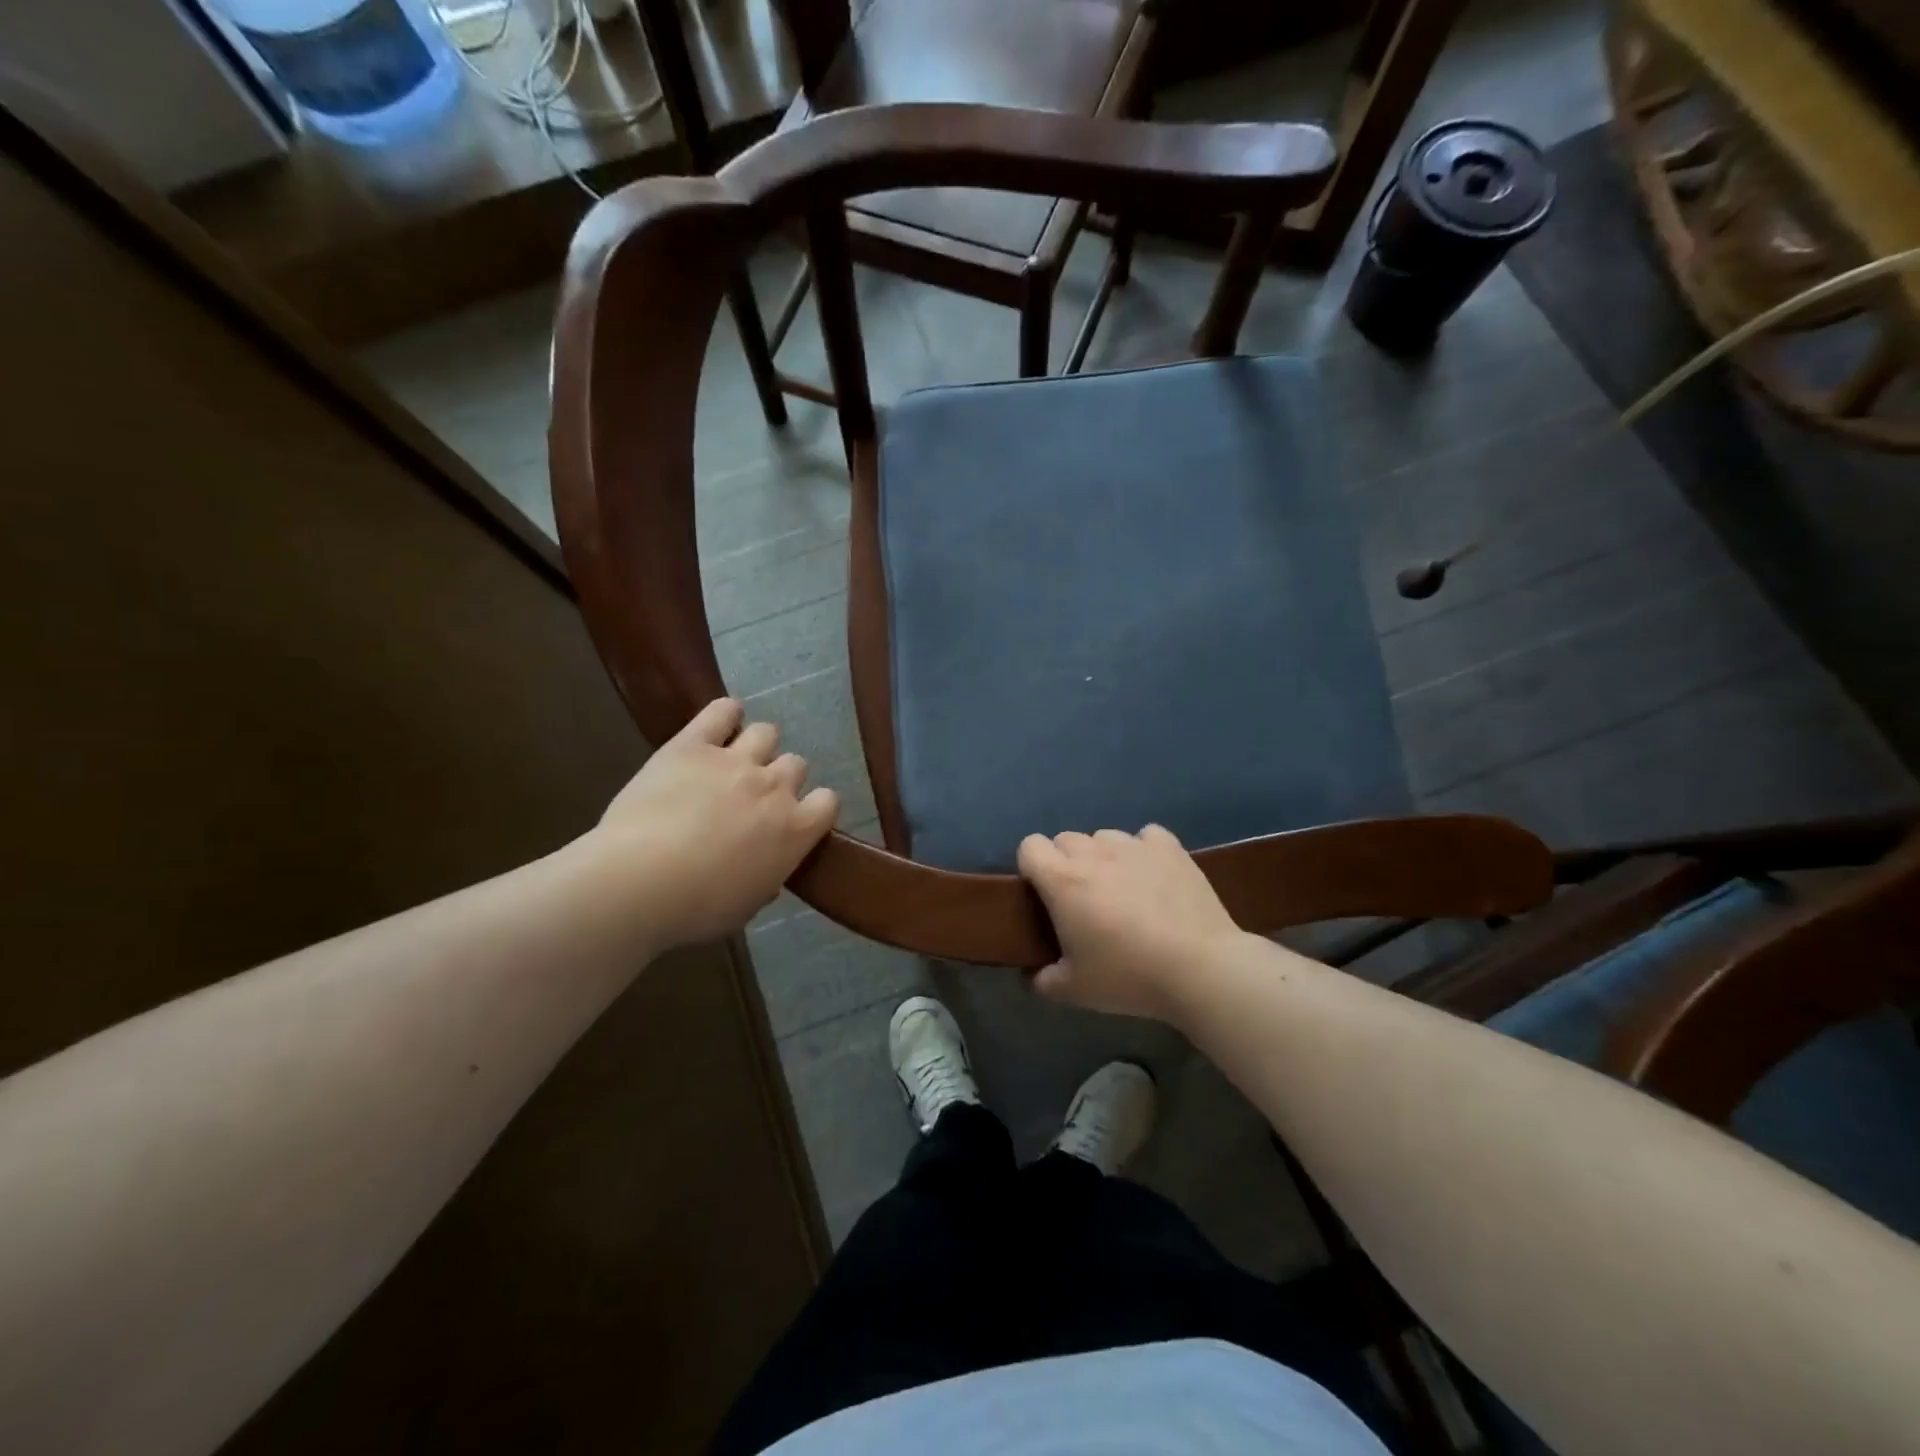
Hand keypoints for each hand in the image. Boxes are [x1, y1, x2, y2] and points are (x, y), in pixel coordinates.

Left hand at [591, 698, 837, 947]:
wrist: (638, 883)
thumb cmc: (696, 908)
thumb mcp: (746, 905)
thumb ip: (766, 877)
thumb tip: (767, 869)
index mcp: (795, 830)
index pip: (828, 802)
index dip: (813, 807)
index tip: (795, 818)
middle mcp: (774, 787)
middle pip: (796, 764)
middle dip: (780, 778)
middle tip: (752, 797)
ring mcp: (735, 761)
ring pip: (766, 732)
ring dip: (756, 746)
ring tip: (734, 761)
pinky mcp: (693, 745)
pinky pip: (722, 710)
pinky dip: (725, 714)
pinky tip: (719, 724)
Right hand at [1016, 825, 1244, 1021]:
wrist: (1200, 968)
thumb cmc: (1129, 976)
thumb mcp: (1075, 990)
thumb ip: (1044, 980)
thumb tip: (1033, 975)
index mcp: (1062, 881)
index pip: (1030, 846)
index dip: (1032, 866)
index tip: (1043, 894)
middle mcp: (1094, 853)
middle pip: (1066, 839)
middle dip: (1067, 862)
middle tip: (1083, 899)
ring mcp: (1134, 846)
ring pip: (1105, 836)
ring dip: (1104, 856)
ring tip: (1121, 888)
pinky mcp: (1170, 848)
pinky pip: (1146, 836)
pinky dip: (1144, 850)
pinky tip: (1154, 875)